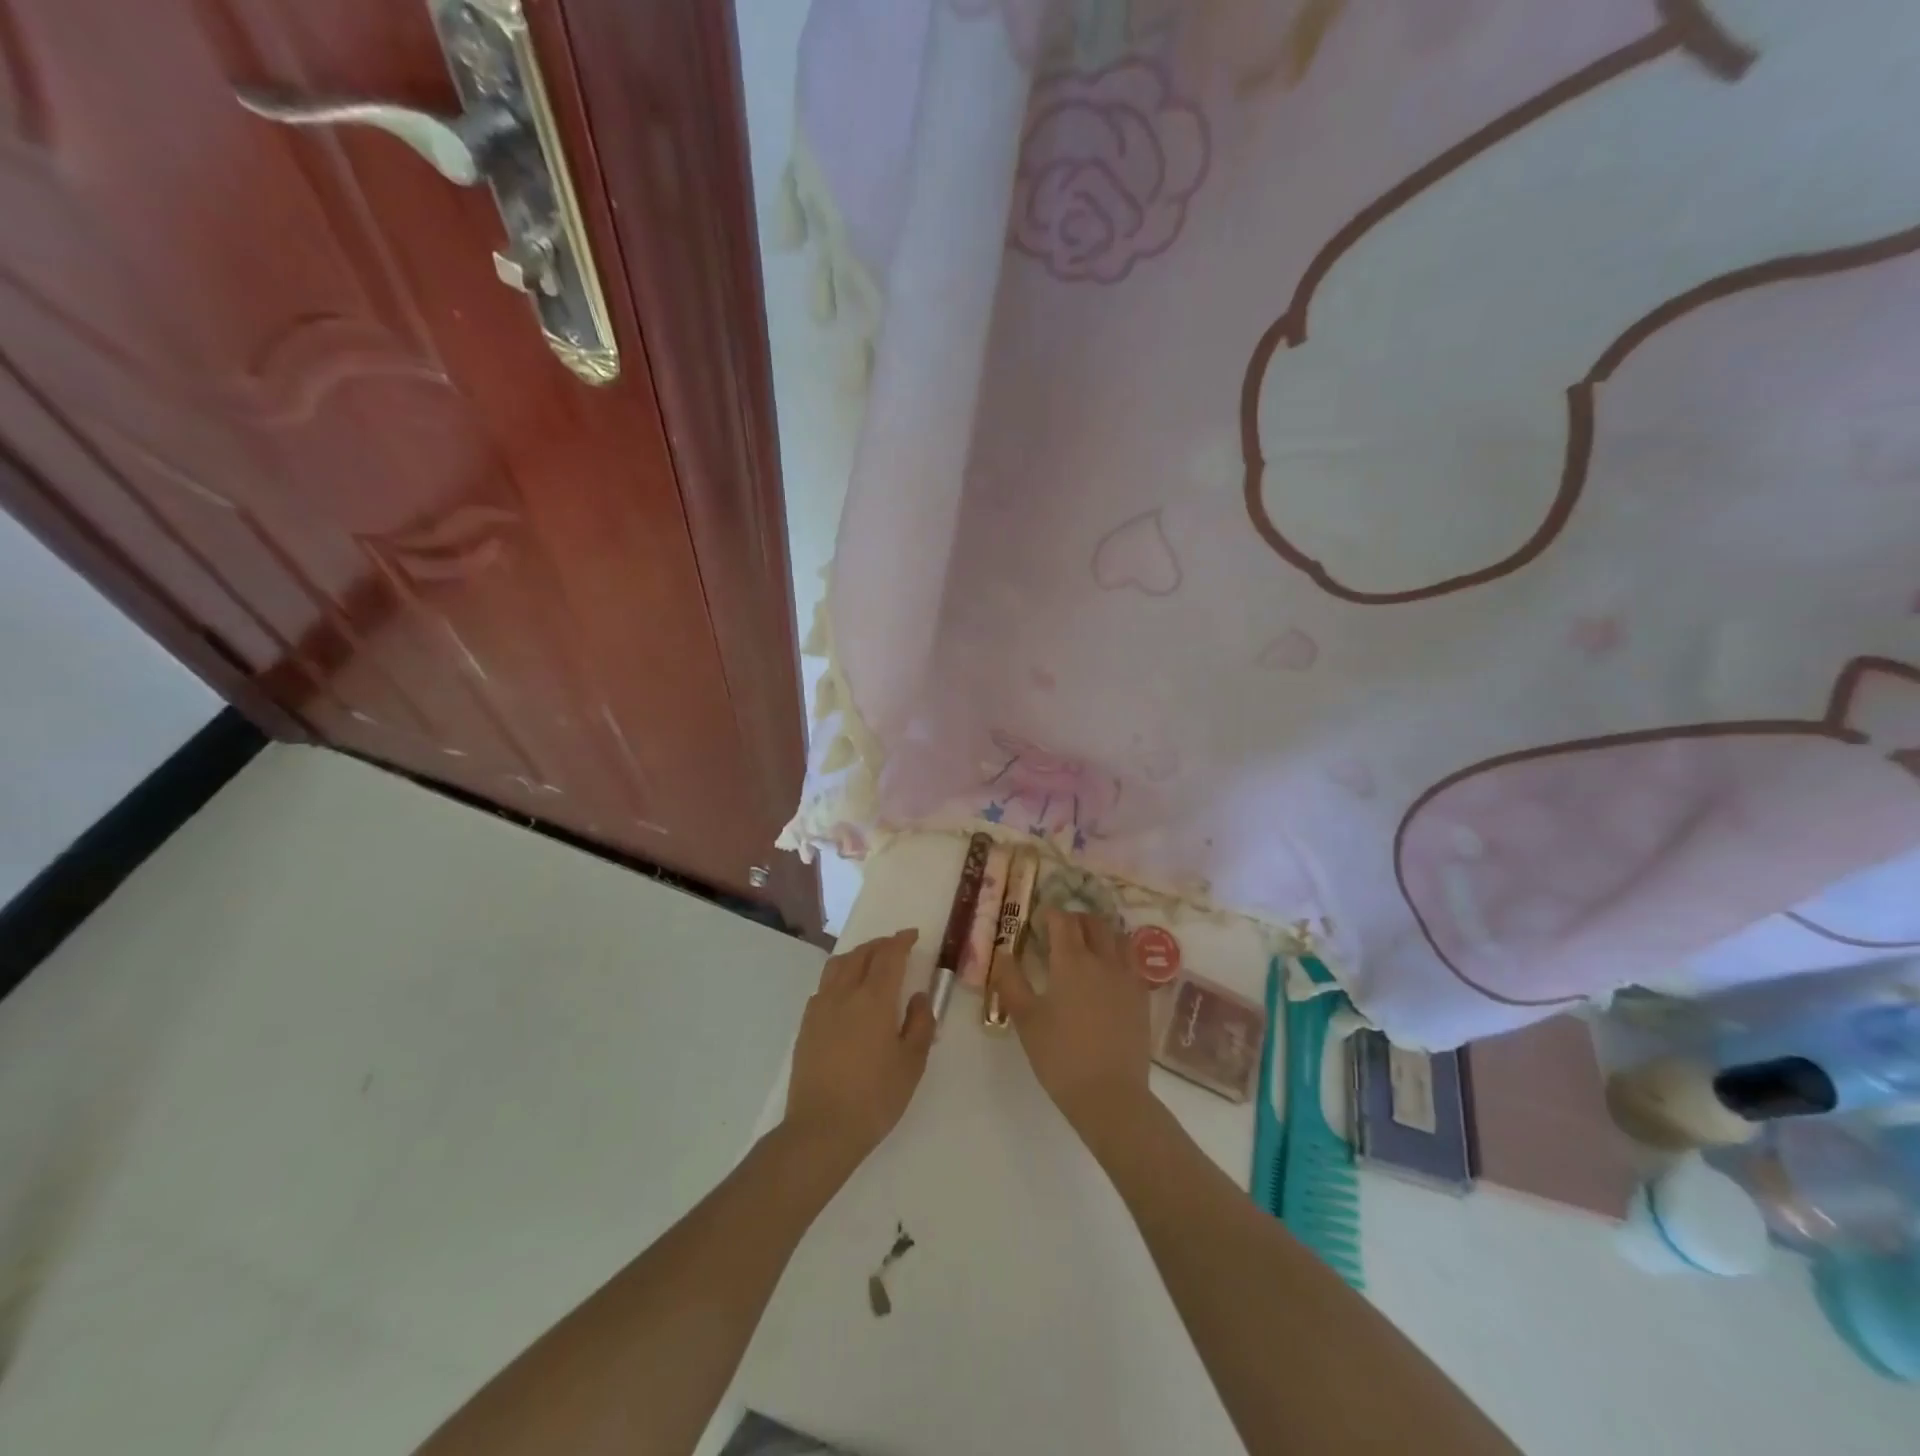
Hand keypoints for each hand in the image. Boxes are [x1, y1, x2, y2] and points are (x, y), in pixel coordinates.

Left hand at [783, 930, 934, 1172]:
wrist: (822, 1129)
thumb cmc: (875, 1097)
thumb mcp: (912, 1063)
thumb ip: (920, 1024)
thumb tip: (918, 997)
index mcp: (874, 998)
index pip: (889, 955)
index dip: (901, 941)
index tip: (913, 935)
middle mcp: (844, 993)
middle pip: (861, 954)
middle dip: (880, 945)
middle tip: (896, 946)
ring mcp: (820, 1007)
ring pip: (838, 965)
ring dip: (857, 955)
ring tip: (870, 962)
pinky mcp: (806, 1025)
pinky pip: (824, 986)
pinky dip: (839, 976)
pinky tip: (846, 993)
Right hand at [994, 910, 1150, 1137]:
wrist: (1110, 1095)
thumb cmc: (1061, 1056)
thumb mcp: (1025, 1020)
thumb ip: (1011, 982)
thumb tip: (1002, 953)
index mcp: (1072, 961)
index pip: (1063, 920)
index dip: (1050, 914)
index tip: (1038, 921)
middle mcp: (1103, 960)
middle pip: (1093, 923)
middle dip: (1075, 919)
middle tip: (1059, 931)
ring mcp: (1127, 978)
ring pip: (1117, 937)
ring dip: (1100, 933)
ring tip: (1086, 946)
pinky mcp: (1141, 997)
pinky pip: (1131, 961)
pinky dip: (1117, 954)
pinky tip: (1107, 972)